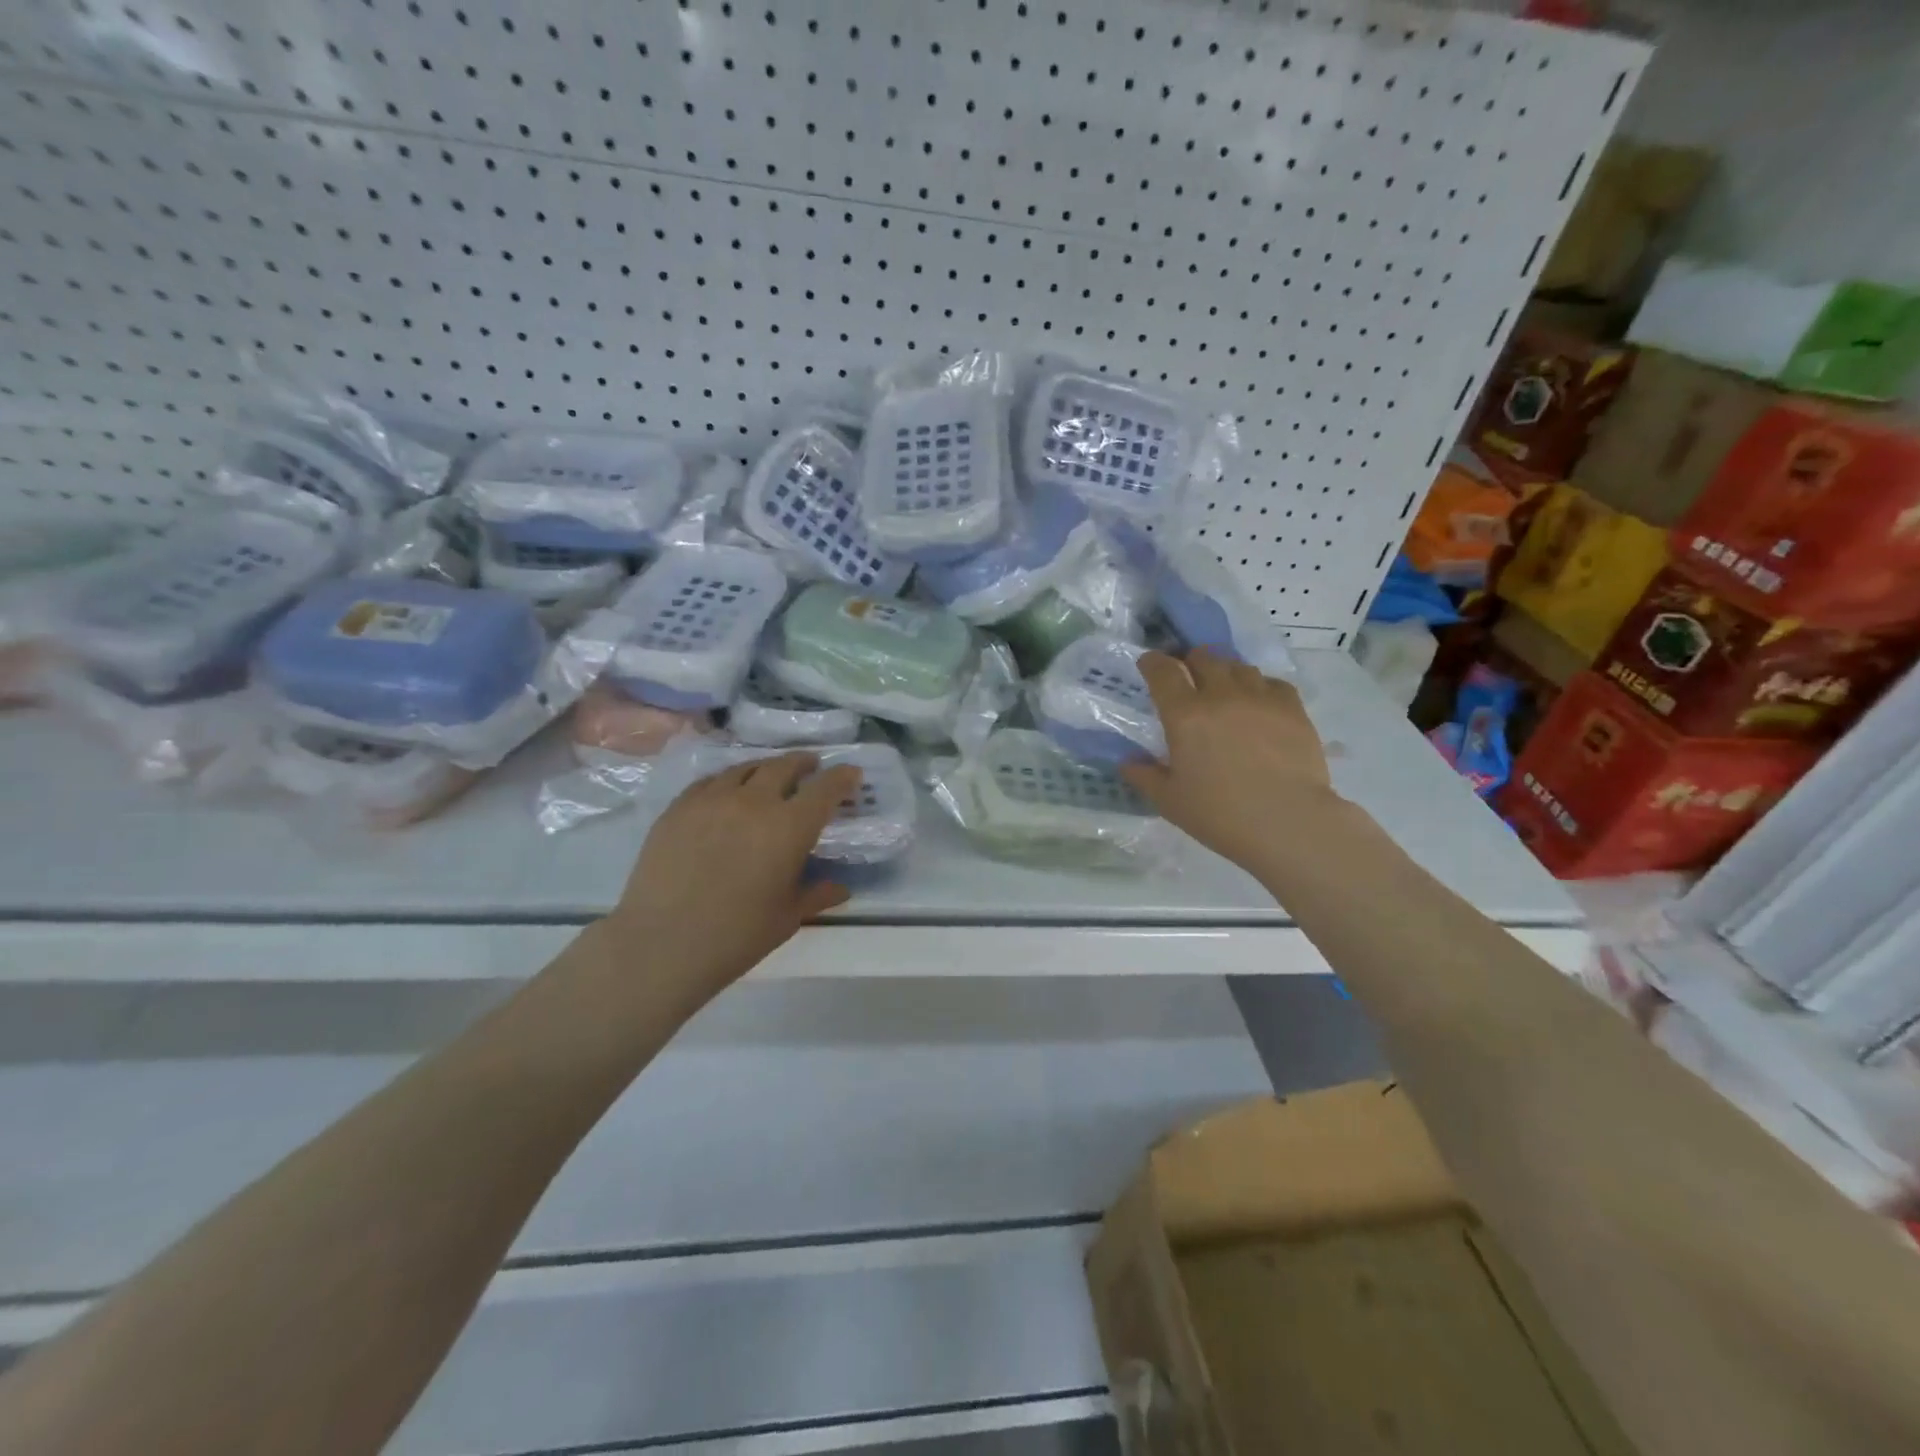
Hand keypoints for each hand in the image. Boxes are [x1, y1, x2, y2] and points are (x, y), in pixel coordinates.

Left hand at [601, 753, 862, 1007]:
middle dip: (803, 763)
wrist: (663, 943)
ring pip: (745, 768)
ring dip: (765, 768)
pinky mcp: (679, 807)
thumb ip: (817, 894)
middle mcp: (754, 801)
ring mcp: (712, 799)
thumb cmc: (737, 935)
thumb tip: (841, 888)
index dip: (842, 777)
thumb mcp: (787, 917)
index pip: (825, 788)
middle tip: (811, 766)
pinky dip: (728, 781)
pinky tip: (727, 792)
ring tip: (770, 774)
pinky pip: (710, 782)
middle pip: (784, 766)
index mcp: (790, 826)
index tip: (851, 773)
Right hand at [1121, 649, 1338, 876]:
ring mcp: (1260, 698)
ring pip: (1238, 666)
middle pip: (1203, 657)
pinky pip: (1272, 682)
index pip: (1163, 671)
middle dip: (1191, 661)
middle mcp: (1221, 695)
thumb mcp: (1169, 801)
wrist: (1287, 823)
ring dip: (1225, 671)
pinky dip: (1260, 687)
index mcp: (1185, 715)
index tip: (1149, 664)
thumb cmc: (1219, 814)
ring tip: (1224, 689)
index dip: (1153, 663)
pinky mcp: (1293, 708)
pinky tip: (1259, 704)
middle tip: (1189, 678)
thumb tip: (1128, 763)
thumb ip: (1144, 776)